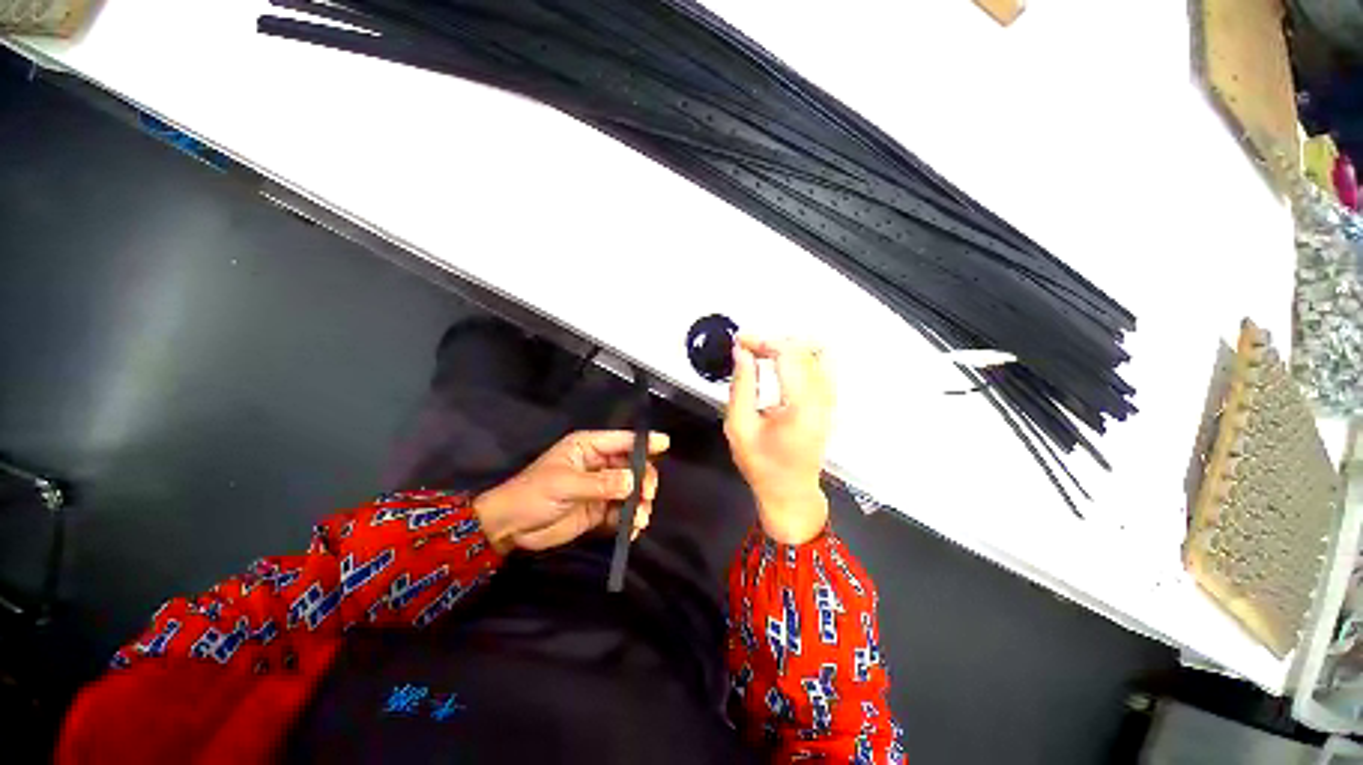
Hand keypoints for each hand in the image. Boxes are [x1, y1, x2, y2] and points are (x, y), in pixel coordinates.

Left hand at [473, 430, 668, 554]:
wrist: (510, 529)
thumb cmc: (532, 494)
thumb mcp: (565, 484)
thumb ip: (601, 483)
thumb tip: (634, 480)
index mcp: (588, 448)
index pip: (622, 440)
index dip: (644, 441)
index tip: (666, 444)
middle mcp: (599, 465)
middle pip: (633, 466)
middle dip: (644, 479)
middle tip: (646, 494)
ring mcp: (600, 488)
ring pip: (631, 490)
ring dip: (639, 502)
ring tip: (639, 517)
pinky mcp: (598, 511)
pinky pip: (621, 512)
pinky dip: (629, 520)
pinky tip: (631, 529)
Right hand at [724, 336, 833, 544]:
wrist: (789, 491)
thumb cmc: (763, 465)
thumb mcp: (739, 427)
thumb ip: (741, 386)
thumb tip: (742, 354)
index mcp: (801, 406)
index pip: (788, 354)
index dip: (762, 341)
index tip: (741, 341)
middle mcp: (822, 400)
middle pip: (805, 349)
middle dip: (773, 341)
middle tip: (749, 347)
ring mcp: (830, 401)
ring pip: (818, 353)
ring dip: (789, 346)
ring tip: (764, 352)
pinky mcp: (829, 403)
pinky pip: (822, 365)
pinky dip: (801, 356)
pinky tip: (781, 362)